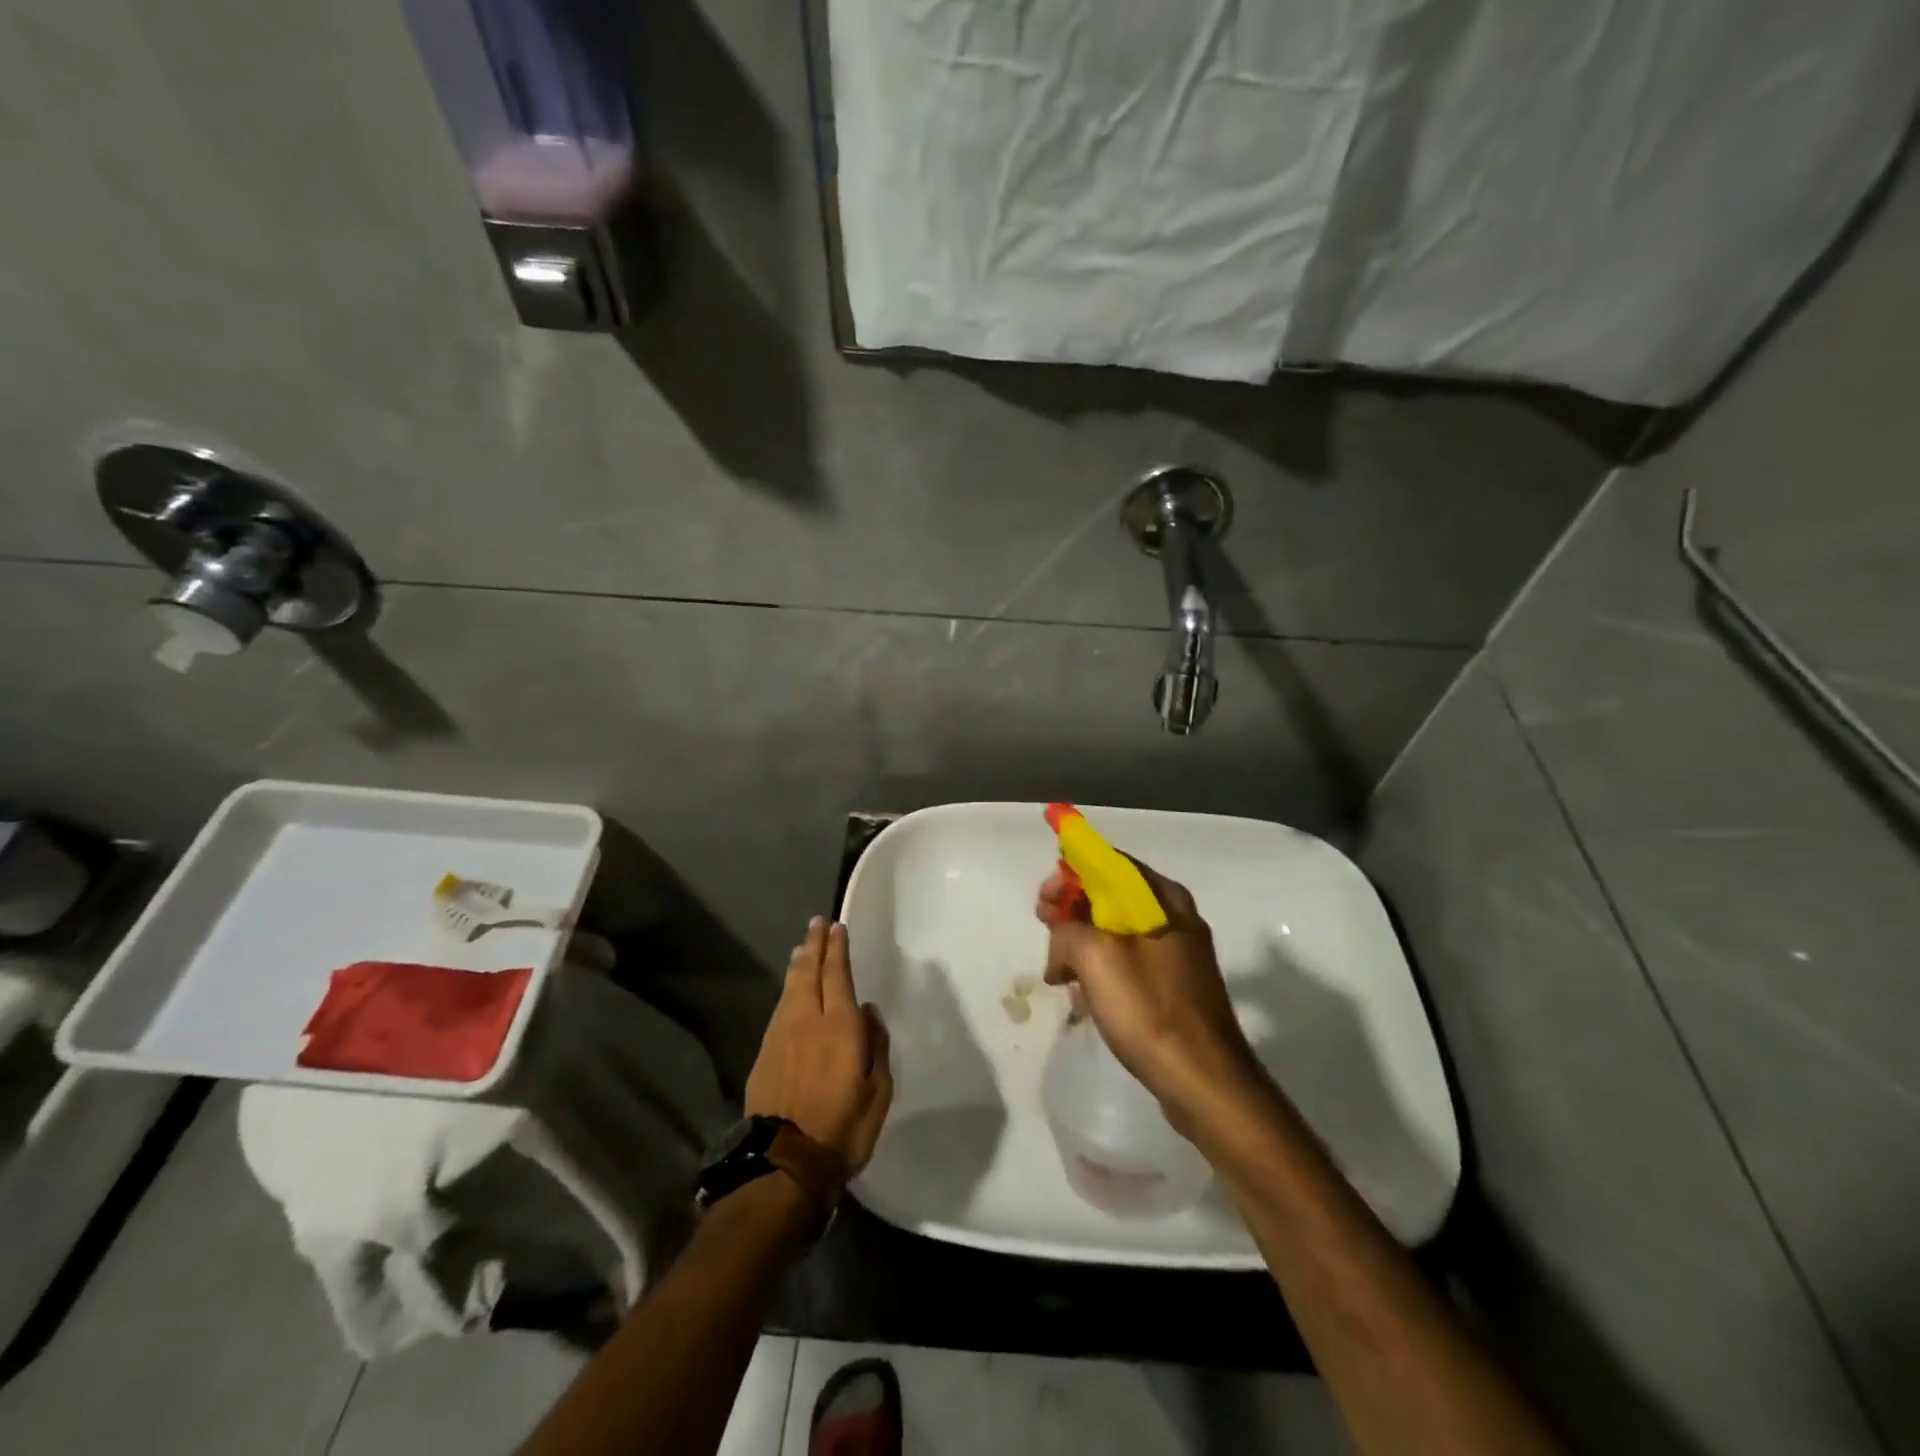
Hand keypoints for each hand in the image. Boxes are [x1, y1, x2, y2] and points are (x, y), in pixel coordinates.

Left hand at [746, 918, 893, 1175]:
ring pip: (790, 988)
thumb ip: (876, 1047)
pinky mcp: (764, 1053)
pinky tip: (790, 990)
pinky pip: (780, 1009)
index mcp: (841, 1027)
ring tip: (803, 947)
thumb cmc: (842, 1129)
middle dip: (814, 945)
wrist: (783, 1164)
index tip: (837, 927)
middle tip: (817, 923)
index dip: (837, 950)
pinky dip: (788, 989)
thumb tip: (869, 1012)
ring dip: (799, 963)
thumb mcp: (878, 1093)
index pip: (838, 976)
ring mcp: (781, 1035)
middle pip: (809, 972)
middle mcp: (808, 1021)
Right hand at [1041, 859, 1267, 1133]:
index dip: (1071, 873)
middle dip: (1072, 912)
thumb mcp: (1095, 956)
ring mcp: (1177, 955)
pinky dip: (1101, 971)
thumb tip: (1061, 934)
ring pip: (1116, 932)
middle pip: (1111, 896)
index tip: (1044, 899)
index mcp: (1164, 899)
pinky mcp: (1173, 988)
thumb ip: (1067, 928)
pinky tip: (1085, 998)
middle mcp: (1174, 918)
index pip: (1110, 863)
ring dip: (1082, 946)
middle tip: (1046, 932)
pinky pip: (1127, 964)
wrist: (1203, 1082)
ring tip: (1061, 975)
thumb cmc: (1149, 1009)